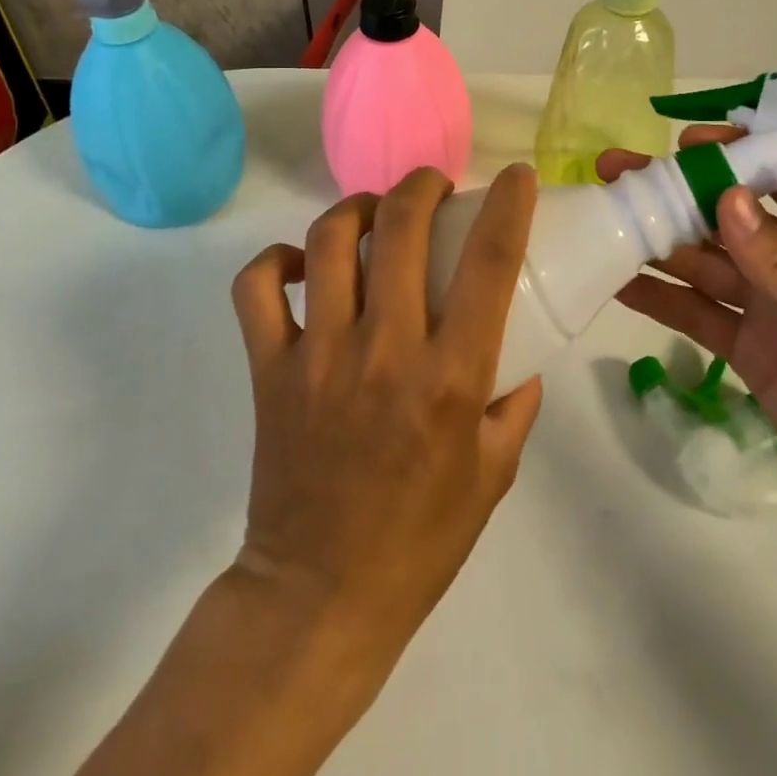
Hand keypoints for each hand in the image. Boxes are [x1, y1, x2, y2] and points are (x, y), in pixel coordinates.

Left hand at [230, 164, 544, 684]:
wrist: (318, 599)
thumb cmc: (419, 541)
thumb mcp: (494, 475)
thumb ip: (515, 407)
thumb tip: (520, 358)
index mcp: (450, 377)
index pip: (490, 262)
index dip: (509, 204)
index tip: (516, 176)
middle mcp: (384, 350)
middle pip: (401, 226)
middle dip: (423, 185)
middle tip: (435, 189)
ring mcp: (318, 355)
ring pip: (329, 240)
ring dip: (358, 209)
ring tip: (375, 215)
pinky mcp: (269, 369)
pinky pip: (256, 288)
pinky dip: (277, 260)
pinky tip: (303, 265)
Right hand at [599, 130, 776, 557]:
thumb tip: (724, 198)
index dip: (733, 155)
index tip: (682, 144)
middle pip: (728, 218)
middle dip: (676, 193)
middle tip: (615, 172)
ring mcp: (771, 309)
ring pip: (704, 263)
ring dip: (658, 241)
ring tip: (604, 220)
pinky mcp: (750, 353)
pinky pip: (698, 315)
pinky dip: (661, 298)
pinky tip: (620, 282)